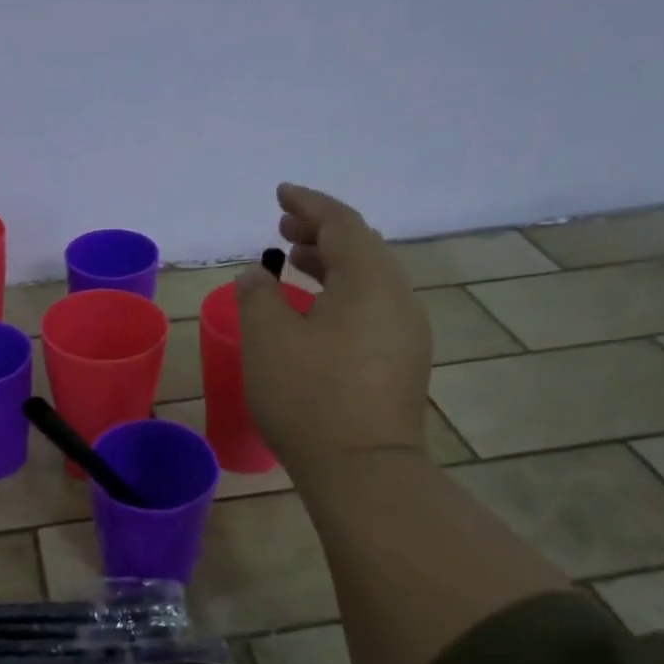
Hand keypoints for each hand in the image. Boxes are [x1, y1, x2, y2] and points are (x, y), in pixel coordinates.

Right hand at [235, 183, 432, 467]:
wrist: (363, 469)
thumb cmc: (309, 397)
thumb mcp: (267, 340)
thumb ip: (258, 296)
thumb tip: (257, 273)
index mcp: (369, 281)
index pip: (341, 223)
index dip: (308, 203)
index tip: (280, 193)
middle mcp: (397, 298)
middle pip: (361, 248)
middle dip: (320, 233)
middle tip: (282, 229)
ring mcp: (406, 331)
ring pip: (368, 280)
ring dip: (331, 265)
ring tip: (294, 264)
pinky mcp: (403, 361)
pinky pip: (373, 308)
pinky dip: (342, 294)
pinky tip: (316, 313)